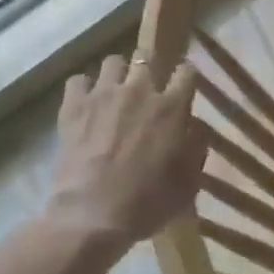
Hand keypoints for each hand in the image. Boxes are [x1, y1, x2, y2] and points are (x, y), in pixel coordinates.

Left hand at [46, 55, 207, 253]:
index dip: (186, 76)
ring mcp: (104, 93)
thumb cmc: (146, 203)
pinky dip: (83, 89)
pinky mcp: (75, 104)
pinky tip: (85, 103)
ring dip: (117, 75)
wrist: (92, 216)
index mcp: (171, 107)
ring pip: (113, 62)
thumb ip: (197, 147)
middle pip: (148, 57)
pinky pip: (79, 79)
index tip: (183, 85)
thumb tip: (198, 126)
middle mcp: (139, 90)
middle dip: (150, 68)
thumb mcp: (188, 183)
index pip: (187, 71)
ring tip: (114, 93)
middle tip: (146, 89)